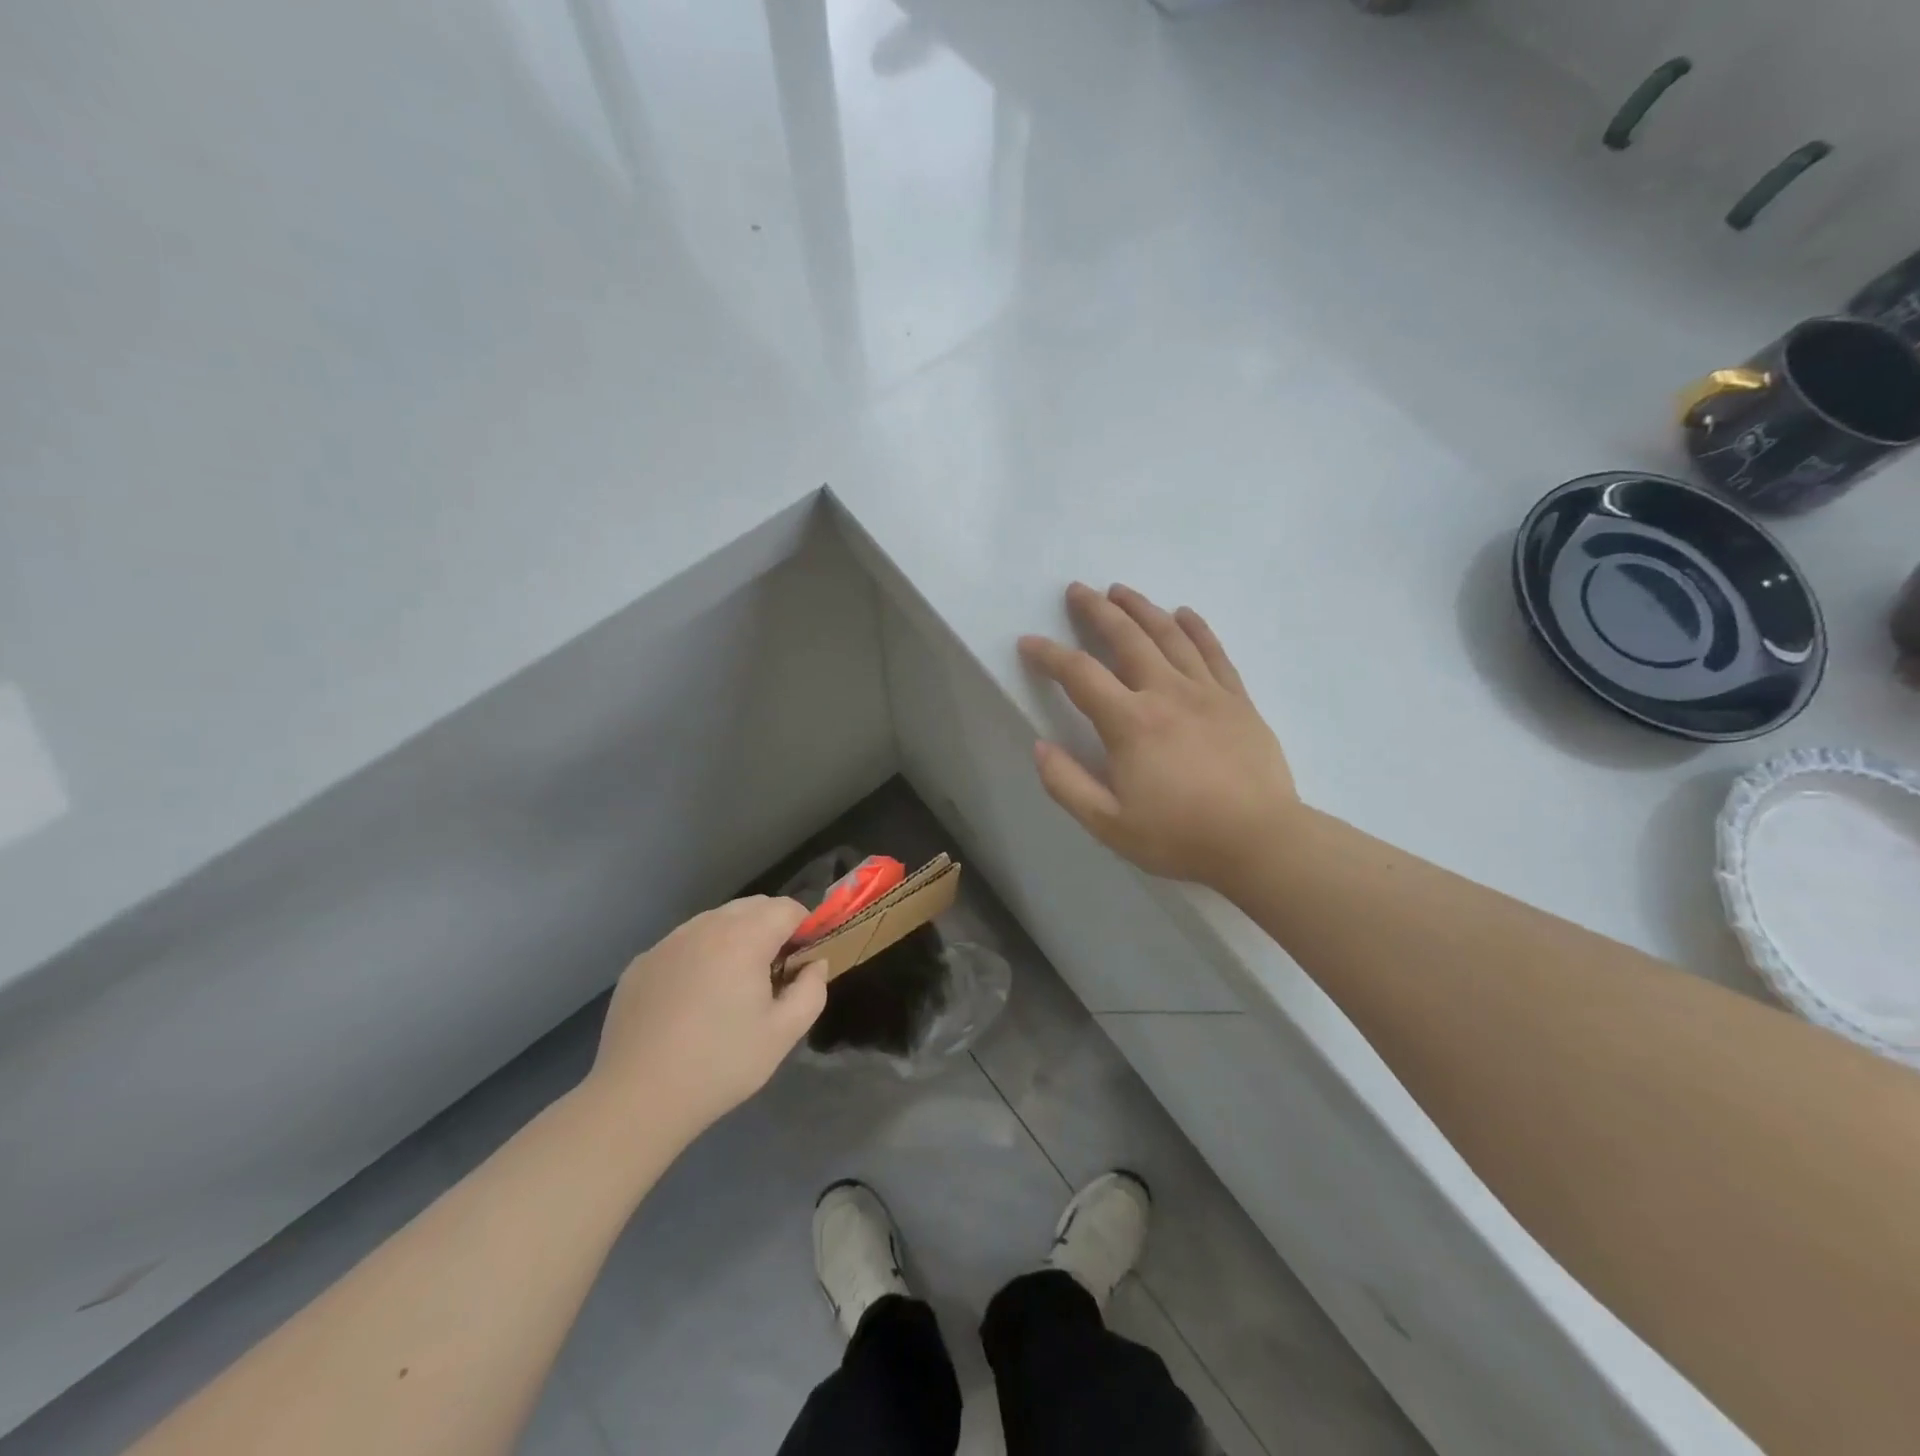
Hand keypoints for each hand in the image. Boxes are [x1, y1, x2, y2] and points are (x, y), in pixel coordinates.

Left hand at [585, 897, 827, 1142]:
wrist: (637, 1098)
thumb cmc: (720, 1064)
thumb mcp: (783, 1034)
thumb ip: (811, 990)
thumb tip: (814, 965)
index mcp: (744, 937)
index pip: (787, 908)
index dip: (805, 928)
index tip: (803, 961)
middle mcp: (704, 927)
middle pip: (751, 907)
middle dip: (771, 929)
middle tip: (773, 974)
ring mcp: (667, 942)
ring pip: (715, 922)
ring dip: (734, 939)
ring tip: (731, 986)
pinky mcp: (641, 963)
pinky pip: (683, 944)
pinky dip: (699, 956)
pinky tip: (692, 1001)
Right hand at [1018, 583, 1296, 889]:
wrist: (1260, 842)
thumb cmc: (1179, 836)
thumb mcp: (1109, 824)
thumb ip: (1067, 784)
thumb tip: (1040, 746)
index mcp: (1130, 722)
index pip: (1080, 674)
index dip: (1049, 655)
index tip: (1028, 642)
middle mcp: (1166, 693)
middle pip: (1127, 638)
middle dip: (1098, 611)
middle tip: (1078, 590)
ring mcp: (1207, 692)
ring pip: (1170, 635)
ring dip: (1142, 609)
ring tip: (1121, 590)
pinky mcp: (1238, 700)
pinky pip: (1214, 652)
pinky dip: (1196, 628)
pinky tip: (1184, 613)